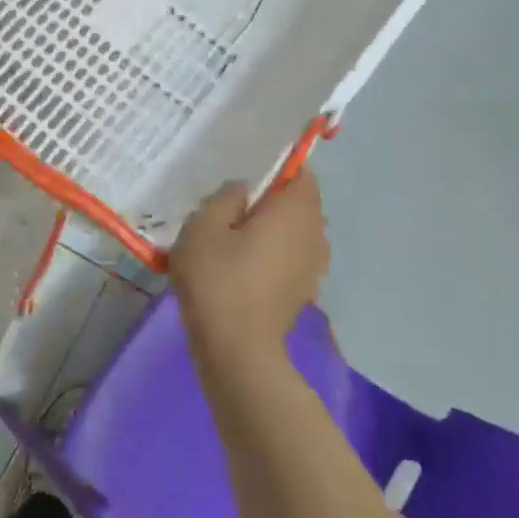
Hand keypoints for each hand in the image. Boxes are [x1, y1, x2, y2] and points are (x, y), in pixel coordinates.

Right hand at [169, 171, 331, 362]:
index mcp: (296, 209)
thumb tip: (243, 189)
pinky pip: (291, 258)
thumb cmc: (218, 279)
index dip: (276, 169)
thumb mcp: (203, 226)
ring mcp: (314, 266)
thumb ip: (224, 197)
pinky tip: (242, 268)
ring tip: (233, 239)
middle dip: (271, 201)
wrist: (237, 349)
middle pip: (299, 203)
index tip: (245, 179)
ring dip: (272, 230)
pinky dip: (272, 256)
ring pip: (295, 232)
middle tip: (230, 208)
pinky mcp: (303, 291)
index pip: (301, 172)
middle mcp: (315, 233)